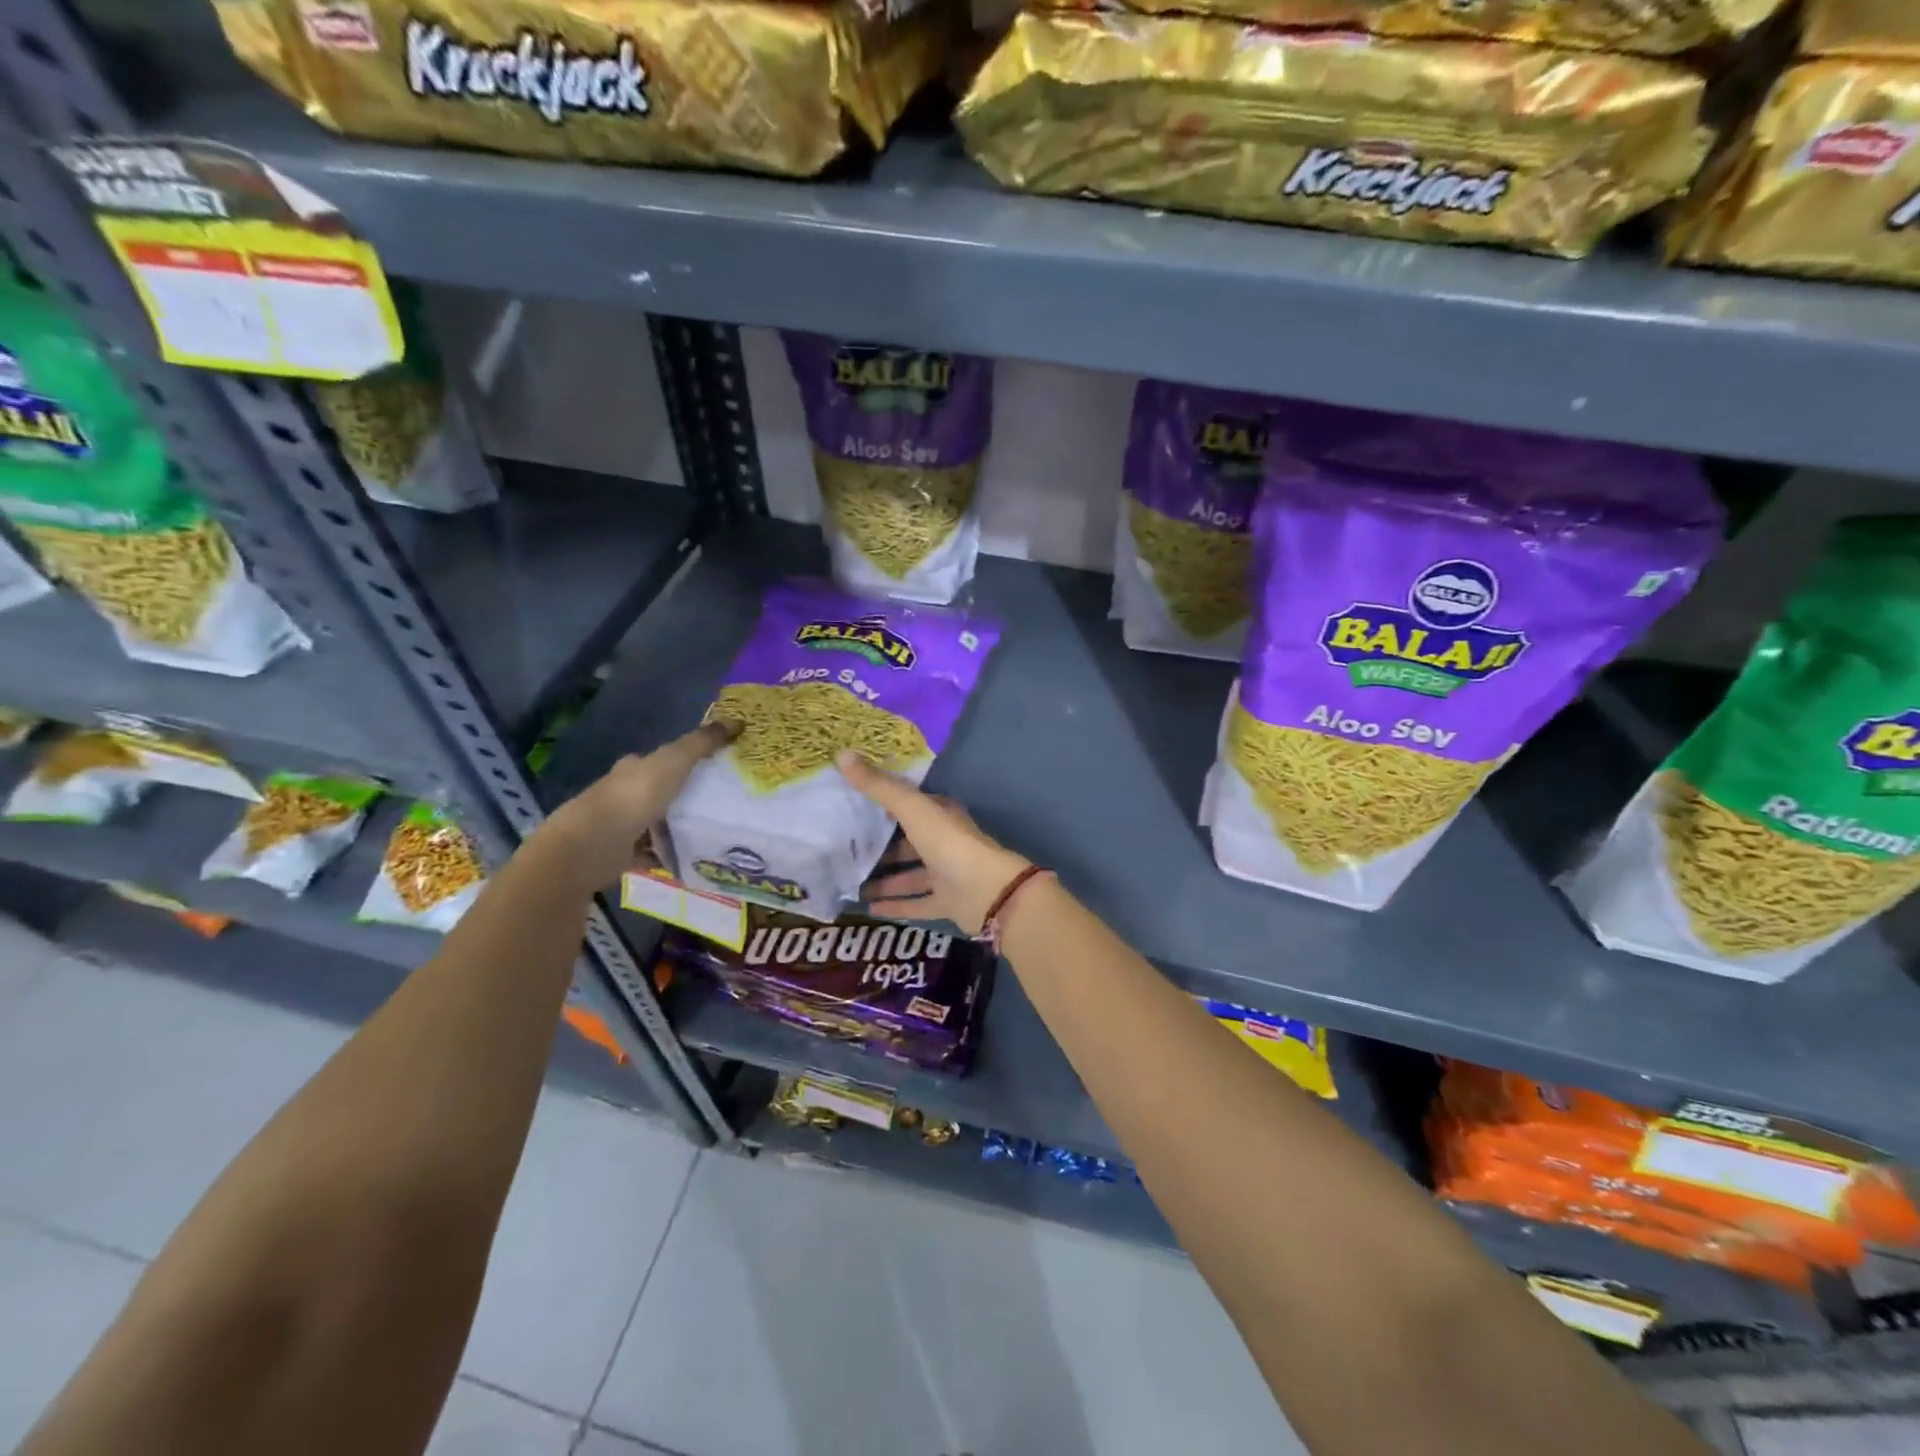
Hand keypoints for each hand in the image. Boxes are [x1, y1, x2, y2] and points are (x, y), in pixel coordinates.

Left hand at [545, 722, 736, 887]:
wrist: (594, 844)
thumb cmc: (635, 796)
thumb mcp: (675, 761)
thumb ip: (702, 743)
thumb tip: (737, 721)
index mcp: (633, 769)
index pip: (659, 761)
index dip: (683, 762)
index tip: (713, 770)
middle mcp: (624, 794)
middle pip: (659, 792)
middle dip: (684, 797)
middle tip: (720, 804)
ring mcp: (621, 826)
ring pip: (656, 823)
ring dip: (677, 827)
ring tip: (713, 833)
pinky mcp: (622, 854)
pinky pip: (653, 853)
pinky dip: (669, 855)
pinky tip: (692, 859)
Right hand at [839, 751, 1031, 935]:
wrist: (987, 892)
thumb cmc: (949, 843)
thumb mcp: (911, 808)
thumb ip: (879, 786)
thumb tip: (842, 754)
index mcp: (940, 815)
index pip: (910, 805)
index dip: (883, 804)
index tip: (853, 806)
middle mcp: (944, 842)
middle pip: (908, 843)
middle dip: (881, 847)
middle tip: (845, 851)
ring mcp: (947, 874)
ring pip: (911, 876)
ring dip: (885, 880)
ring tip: (851, 884)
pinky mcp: (947, 903)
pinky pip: (917, 903)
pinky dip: (896, 905)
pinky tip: (869, 910)